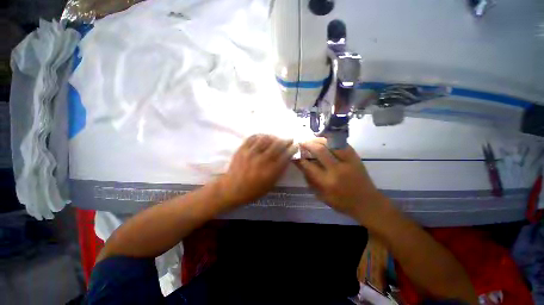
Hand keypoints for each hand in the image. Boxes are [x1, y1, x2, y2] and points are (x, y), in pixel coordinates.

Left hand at [216, 134, 296, 207]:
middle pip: (277, 145)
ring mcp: (251, 153)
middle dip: (286, 141)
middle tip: (289, 139)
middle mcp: (262, 160)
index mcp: (270, 170)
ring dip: (274, 137)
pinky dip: (260, 135)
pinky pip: (252, 138)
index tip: (295, 146)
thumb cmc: (253, 190)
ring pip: (265, 139)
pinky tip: (264, 136)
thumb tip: (286, 159)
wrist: (232, 188)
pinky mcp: (242, 149)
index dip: (292, 149)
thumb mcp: (270, 184)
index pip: (285, 156)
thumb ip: (279, 172)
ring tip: (276, 138)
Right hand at [295, 138, 388, 223]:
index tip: (295, 153)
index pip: (309, 166)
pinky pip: (342, 144)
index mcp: (327, 183)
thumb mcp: (322, 196)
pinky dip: (331, 140)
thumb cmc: (342, 203)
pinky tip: (325, 139)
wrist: (367, 203)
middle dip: (308, 144)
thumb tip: (302, 165)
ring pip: (331, 143)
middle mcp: (337, 170)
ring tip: (312, 139)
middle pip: (319, 150)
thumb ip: (310, 180)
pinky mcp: (356, 157)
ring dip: (319, 139)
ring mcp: (348, 162)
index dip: (300, 158)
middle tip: (301, 142)